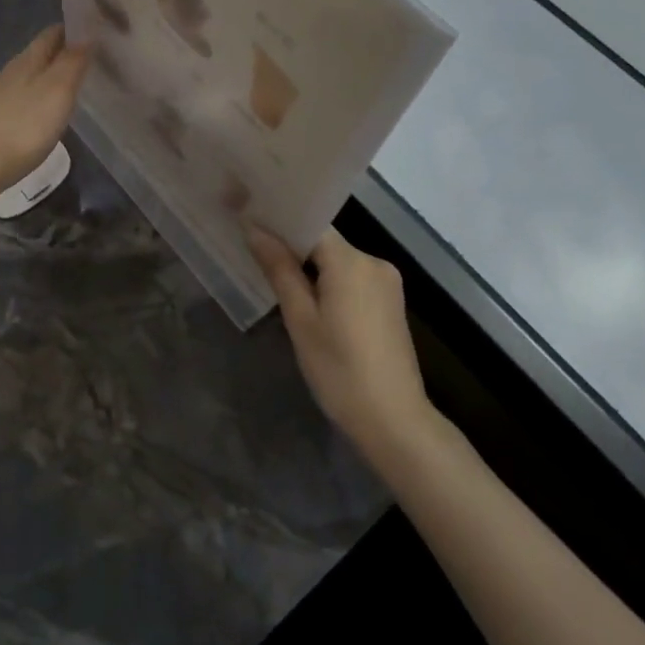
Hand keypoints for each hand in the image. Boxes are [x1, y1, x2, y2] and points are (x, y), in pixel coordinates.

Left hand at [0, 26, 90, 193]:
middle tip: (90, 61)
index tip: (95, 32)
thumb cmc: (23, 126)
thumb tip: (87, 35)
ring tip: (70, 88)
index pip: (52, 33)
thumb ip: (73, 62)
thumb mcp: (58, 91)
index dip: (73, 29)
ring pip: (27, 77)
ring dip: (48, 77)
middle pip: (39, 54)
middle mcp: (9, 72)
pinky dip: (35, 99)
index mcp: (27, 60)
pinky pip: (18, 99)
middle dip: (62, 53)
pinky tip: (42, 113)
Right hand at [249, 225, 431, 458]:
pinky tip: (310, 302)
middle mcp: (374, 262)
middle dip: (293, 248)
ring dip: (311, 268)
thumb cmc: (339, 370)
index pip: (311, 224)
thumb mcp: (301, 319)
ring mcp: (387, 283)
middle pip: (325, 242)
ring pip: (339, 262)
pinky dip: (330, 283)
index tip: (250, 224)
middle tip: (255, 255)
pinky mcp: (391, 303)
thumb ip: (279, 269)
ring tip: (276, 280)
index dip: (280, 224)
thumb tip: (255, 229)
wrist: (394, 421)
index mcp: (351, 261)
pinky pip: (353, 278)